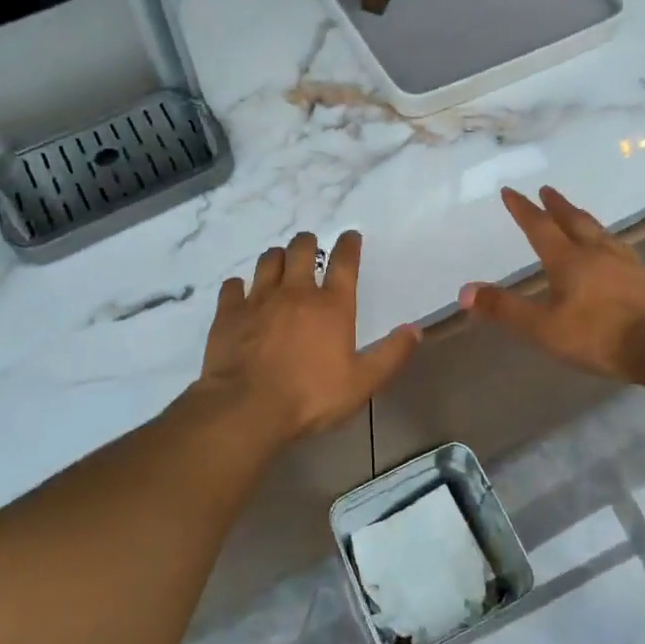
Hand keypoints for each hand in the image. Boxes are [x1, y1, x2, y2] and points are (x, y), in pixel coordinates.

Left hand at [193, 230, 420, 443]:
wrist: (247, 408)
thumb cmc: (310, 396)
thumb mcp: (362, 383)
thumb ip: (391, 355)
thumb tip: (415, 330)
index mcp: (332, 306)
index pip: (344, 262)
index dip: (348, 245)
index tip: (350, 235)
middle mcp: (296, 293)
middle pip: (301, 250)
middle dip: (308, 243)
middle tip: (309, 246)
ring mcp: (259, 300)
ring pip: (268, 261)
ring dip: (277, 257)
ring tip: (279, 262)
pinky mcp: (229, 313)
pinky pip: (233, 286)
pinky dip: (238, 286)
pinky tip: (240, 292)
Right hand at [460, 186, 644, 380]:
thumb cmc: (600, 335)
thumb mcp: (544, 328)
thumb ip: (505, 309)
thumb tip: (464, 292)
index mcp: (568, 261)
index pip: (540, 228)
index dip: (523, 210)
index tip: (510, 191)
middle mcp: (596, 254)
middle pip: (574, 221)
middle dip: (557, 206)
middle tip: (547, 190)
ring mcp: (625, 264)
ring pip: (600, 232)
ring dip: (584, 219)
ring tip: (578, 213)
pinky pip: (620, 249)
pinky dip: (607, 241)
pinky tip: (614, 250)